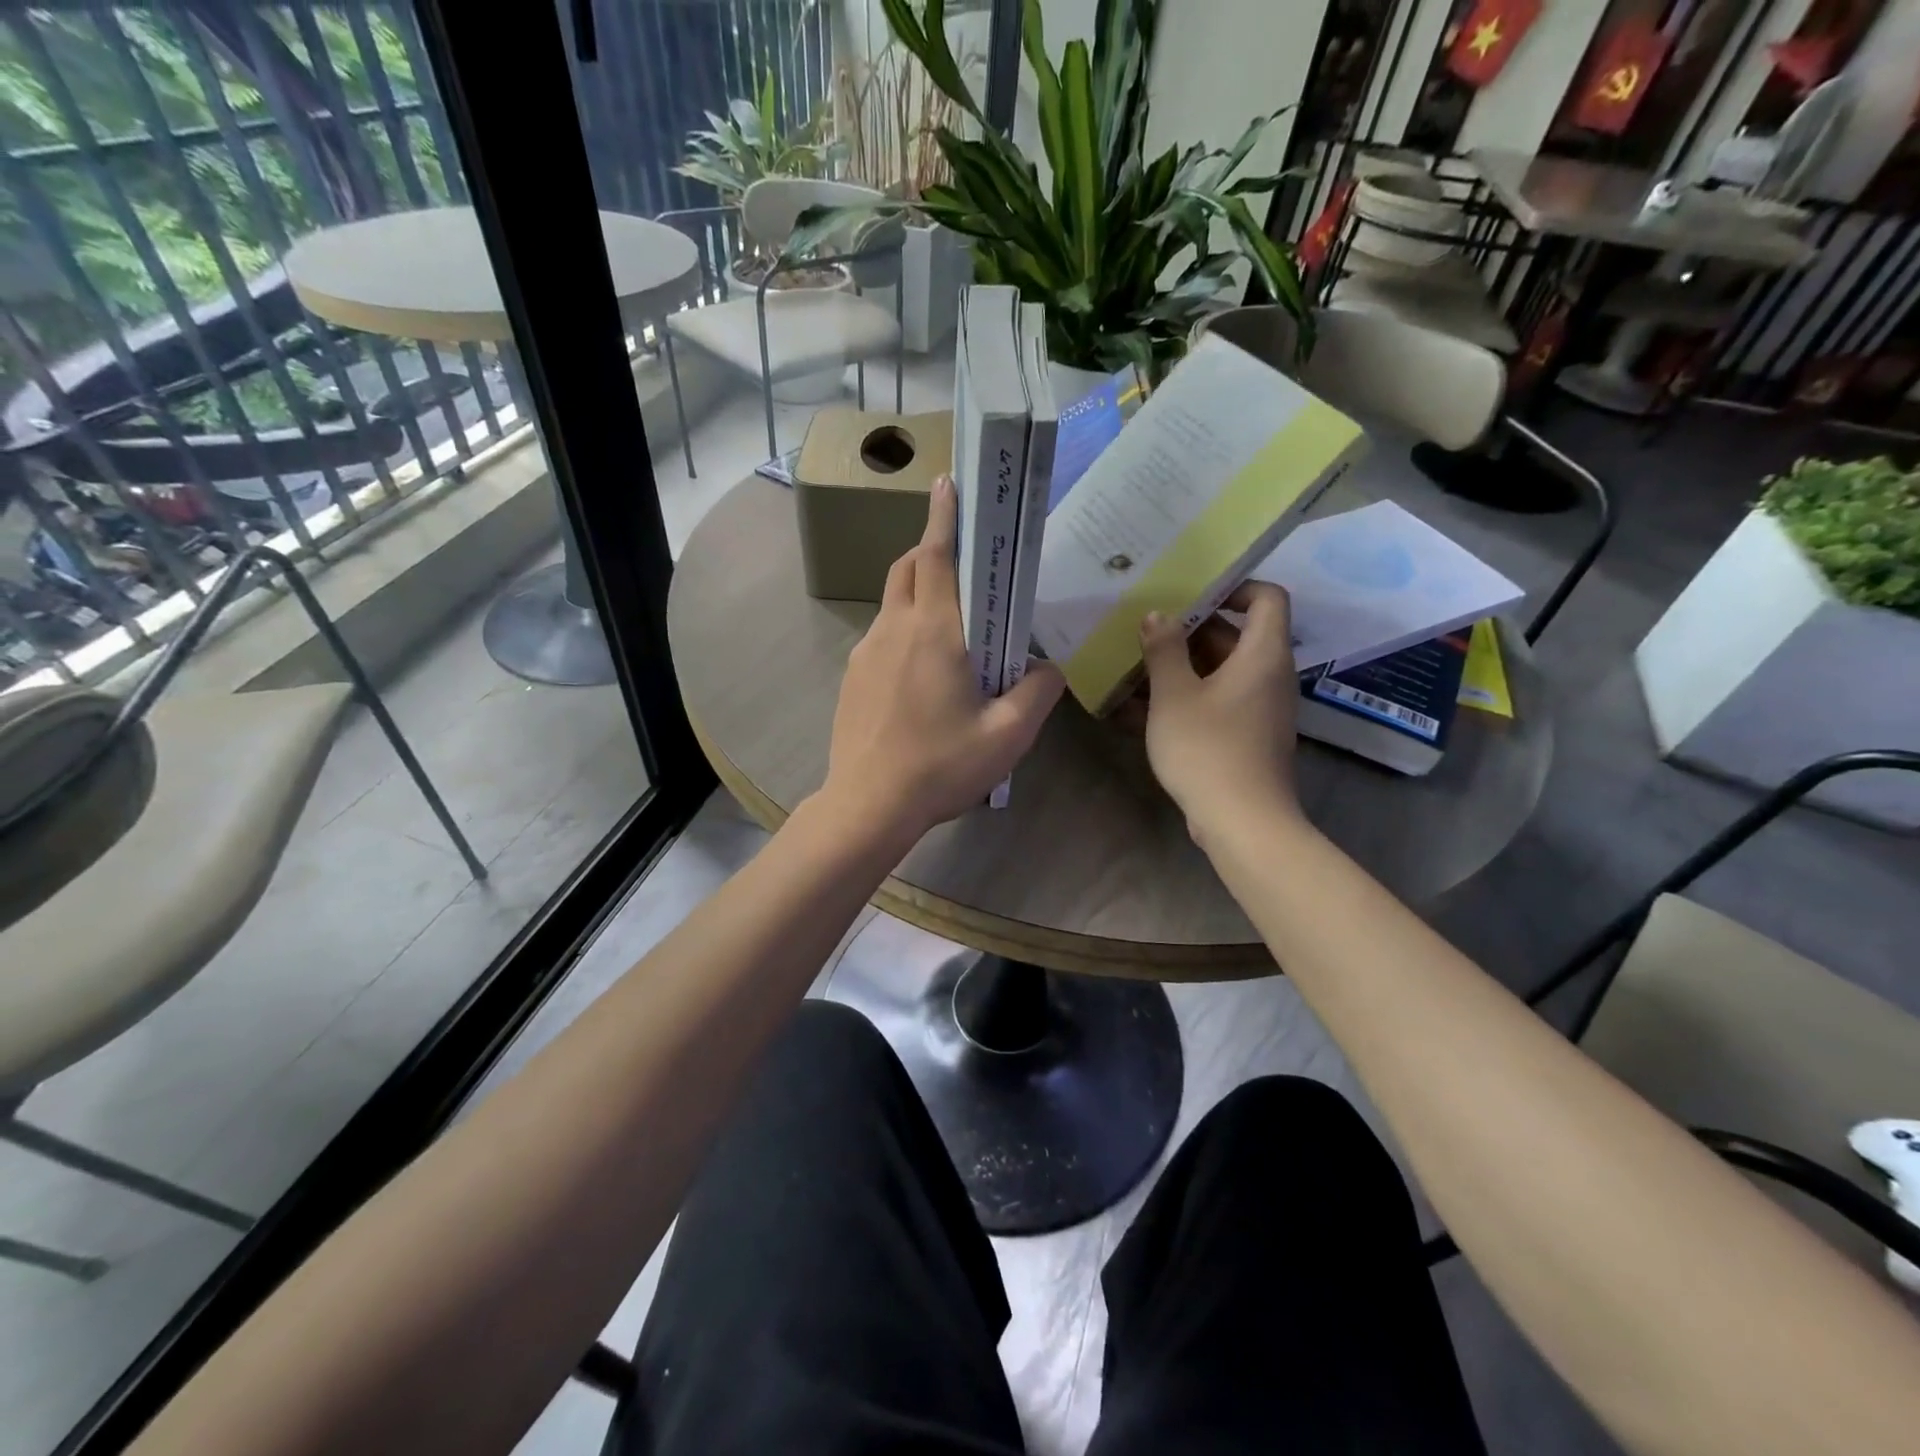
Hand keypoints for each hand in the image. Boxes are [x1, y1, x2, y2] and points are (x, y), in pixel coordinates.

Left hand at [819, 476, 1064, 843]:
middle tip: (966, 564)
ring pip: (893, 603)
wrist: (868, 805)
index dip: (944, 516)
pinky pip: (882, 637)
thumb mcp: (1008, 736)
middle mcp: (894, 629)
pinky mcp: (852, 678)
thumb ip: (1037, 692)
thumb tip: (1047, 668)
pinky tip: (923, 677)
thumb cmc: (940, 767)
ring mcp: (865, 652)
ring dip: (919, 595)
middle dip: (933, 550)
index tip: (948, 483)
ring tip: (952, 630)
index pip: (936, 556)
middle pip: (908, 568)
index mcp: (934, 631)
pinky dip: (905, 632)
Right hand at [1138, 581, 1300, 838]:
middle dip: (1189, 631)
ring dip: (1179, 668)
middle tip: (1145, 631)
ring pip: (1219, 672)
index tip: (1191, 594)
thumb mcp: (1174, 695)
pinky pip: (1215, 703)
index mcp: (1262, 654)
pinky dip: (1184, 699)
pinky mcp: (1245, 736)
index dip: (1234, 587)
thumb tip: (1158, 616)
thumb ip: (1164, 650)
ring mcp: (1258, 709)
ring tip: (1132, 668)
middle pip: (1235, 636)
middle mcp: (1268, 676)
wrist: (1241, 822)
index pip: (1267, 598)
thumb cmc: (1208, 748)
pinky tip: (1136, 710)